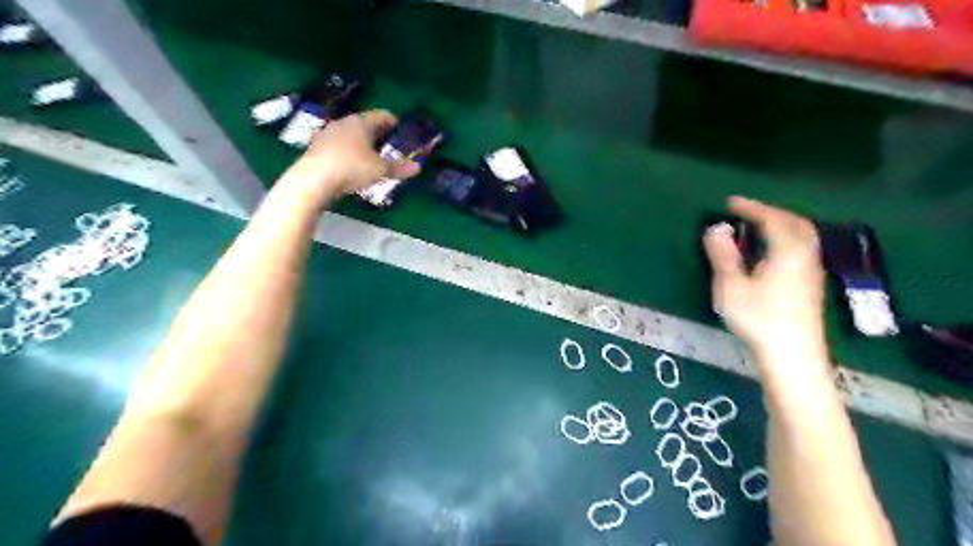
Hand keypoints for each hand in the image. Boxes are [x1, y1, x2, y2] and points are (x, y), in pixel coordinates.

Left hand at [279, 110, 419, 206]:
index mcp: (360, 122)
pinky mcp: (318, 148)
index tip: (402, 130)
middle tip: (391, 145)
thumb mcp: (380, 170)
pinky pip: (340, 146)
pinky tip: (354, 165)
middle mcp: (343, 123)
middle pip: (365, 124)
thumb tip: (418, 167)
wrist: (314, 179)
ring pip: (351, 135)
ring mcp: (328, 134)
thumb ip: (399, 168)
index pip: (381, 115)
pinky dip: (350, 152)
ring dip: (363, 144)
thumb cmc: (352, 167)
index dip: (393, 122)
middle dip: (379, 134)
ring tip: (373, 157)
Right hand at [700, 196, 827, 362]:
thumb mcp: (731, 286)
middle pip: (795, 223)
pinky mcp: (811, 286)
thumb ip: (723, 255)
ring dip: (781, 226)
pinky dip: (786, 240)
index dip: (752, 208)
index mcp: (787, 251)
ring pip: (802, 237)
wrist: (792, 355)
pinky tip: (772, 254)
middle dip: (771, 213)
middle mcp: (805, 256)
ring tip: (758, 229)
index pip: (772, 219)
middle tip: (748, 212)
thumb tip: (716, 228)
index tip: (731, 203)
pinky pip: (802, 249)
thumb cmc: (759, 318)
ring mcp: (811, 272)